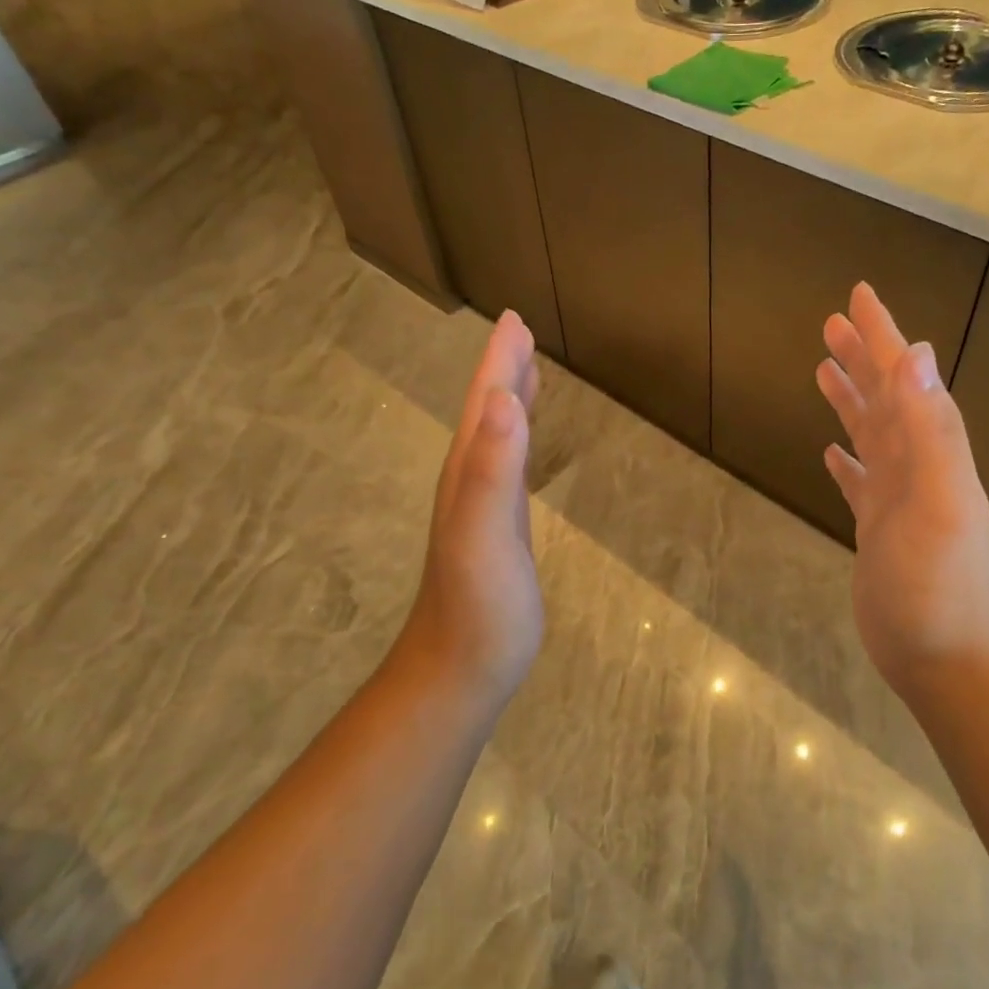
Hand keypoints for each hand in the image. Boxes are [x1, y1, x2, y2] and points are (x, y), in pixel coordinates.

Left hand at [401, 311, 543, 701]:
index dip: (499, 360)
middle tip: (521, 330)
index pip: (486, 403)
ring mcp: (483, 506)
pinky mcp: (499, 529)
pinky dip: (520, 441)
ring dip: (510, 399)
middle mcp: (471, 480)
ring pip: (496, 436)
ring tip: (527, 370)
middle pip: (488, 411)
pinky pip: (509, 467)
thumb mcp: (485, 537)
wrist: (461, 669)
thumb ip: (493, 470)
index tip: (515, 319)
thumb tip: (505, 400)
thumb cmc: (480, 608)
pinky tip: (526, 442)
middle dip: (503, 368)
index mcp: (469, 472)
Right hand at [816, 283, 988, 699]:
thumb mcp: (940, 501)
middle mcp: (915, 464)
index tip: (858, 297)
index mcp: (930, 449)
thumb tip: (917, 355)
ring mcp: (895, 497)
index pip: (902, 378)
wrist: (945, 655)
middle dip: (861, 357)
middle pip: (885, 397)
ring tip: (822, 371)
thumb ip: (932, 430)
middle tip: (831, 324)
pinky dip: (846, 460)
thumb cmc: (939, 582)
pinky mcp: (876, 528)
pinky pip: (858, 481)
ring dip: (850, 400)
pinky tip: (831, 453)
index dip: (881, 337)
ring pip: (869, 433)